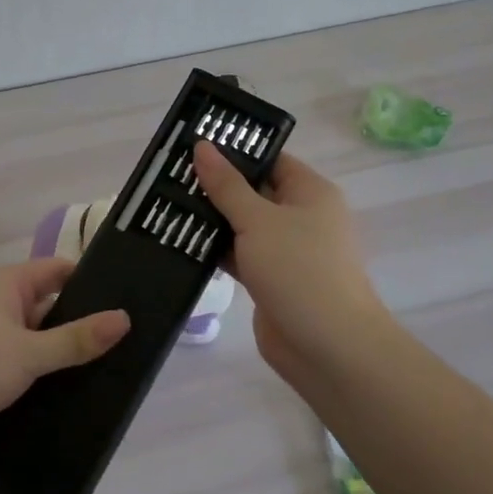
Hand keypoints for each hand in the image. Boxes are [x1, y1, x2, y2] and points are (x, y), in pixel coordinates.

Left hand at [0, 258, 128, 466]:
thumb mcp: (29, 351)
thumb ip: (76, 338)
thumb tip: (124, 318)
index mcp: (2, 284)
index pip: (55, 271)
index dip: (89, 282)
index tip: (126, 298)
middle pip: (47, 308)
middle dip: (79, 325)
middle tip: (126, 341)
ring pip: (34, 344)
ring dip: (61, 358)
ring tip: (110, 372)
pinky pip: (20, 372)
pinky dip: (42, 381)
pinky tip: (73, 398)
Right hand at [193, 141, 388, 381]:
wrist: (328, 347)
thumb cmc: (299, 270)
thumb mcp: (258, 220)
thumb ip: (226, 185)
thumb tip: (202, 146)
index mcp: (309, 192)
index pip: (270, 159)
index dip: (234, 151)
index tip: (192, 145)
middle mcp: (300, 216)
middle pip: (253, 190)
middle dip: (215, 185)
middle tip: (169, 173)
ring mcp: (286, 250)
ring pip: (243, 224)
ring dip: (211, 218)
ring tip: (164, 202)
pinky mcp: (270, 279)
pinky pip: (239, 254)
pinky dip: (216, 249)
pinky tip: (180, 240)